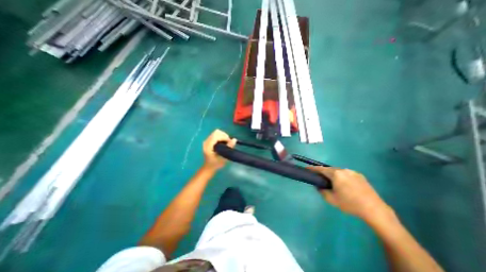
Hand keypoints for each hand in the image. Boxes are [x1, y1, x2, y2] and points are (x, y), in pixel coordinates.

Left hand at [202, 130, 235, 169]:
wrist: (209, 167)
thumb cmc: (216, 164)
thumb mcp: (223, 157)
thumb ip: (228, 148)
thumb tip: (234, 139)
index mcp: (208, 146)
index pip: (216, 135)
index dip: (224, 137)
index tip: (229, 142)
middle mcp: (206, 141)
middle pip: (217, 132)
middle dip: (224, 136)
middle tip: (228, 142)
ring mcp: (207, 140)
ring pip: (217, 132)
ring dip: (223, 136)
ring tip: (226, 143)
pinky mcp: (209, 141)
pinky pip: (216, 135)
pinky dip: (221, 137)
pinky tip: (223, 143)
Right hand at [307, 165, 389, 220]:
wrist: (374, 209)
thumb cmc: (350, 204)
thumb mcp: (331, 199)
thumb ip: (321, 191)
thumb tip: (319, 186)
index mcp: (336, 174)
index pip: (320, 169)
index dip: (312, 168)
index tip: (307, 169)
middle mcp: (344, 170)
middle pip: (330, 169)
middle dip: (324, 173)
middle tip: (321, 179)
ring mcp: (353, 172)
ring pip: (338, 171)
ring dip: (333, 175)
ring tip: (334, 184)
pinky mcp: (360, 176)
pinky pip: (346, 174)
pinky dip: (342, 177)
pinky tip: (345, 186)